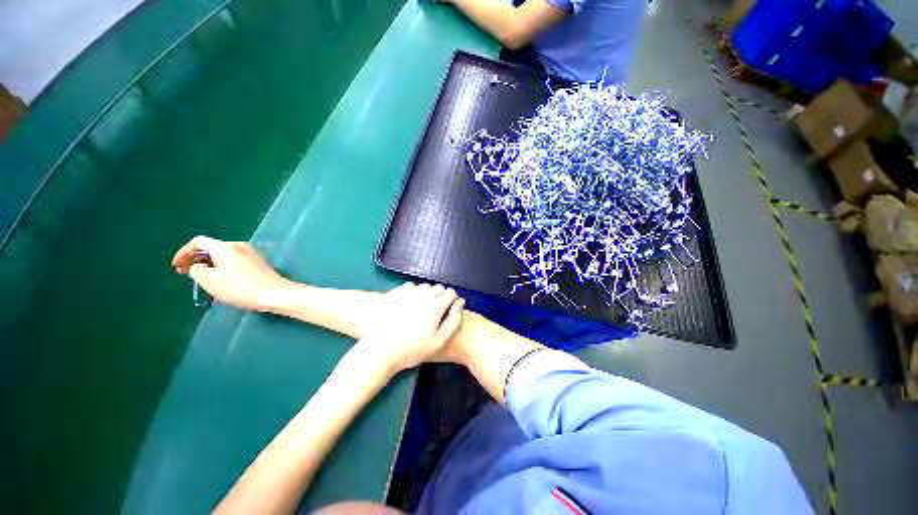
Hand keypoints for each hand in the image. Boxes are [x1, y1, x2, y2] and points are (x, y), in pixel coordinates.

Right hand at [171, 236, 290, 310]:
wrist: (273, 293)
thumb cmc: (239, 287)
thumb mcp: (209, 280)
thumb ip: (197, 270)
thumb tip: (200, 266)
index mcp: (225, 246)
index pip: (199, 242)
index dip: (184, 253)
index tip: (176, 267)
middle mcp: (239, 246)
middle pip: (212, 248)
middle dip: (197, 259)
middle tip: (186, 273)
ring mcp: (252, 254)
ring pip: (224, 256)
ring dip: (210, 265)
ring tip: (202, 279)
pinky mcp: (259, 264)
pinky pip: (234, 262)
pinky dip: (223, 268)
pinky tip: (221, 281)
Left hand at [354, 283, 464, 374]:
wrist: (378, 352)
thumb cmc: (411, 350)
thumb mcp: (439, 342)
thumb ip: (454, 321)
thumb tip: (460, 302)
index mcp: (435, 306)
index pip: (451, 292)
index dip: (452, 301)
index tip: (448, 311)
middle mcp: (422, 295)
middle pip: (438, 288)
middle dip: (440, 297)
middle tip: (434, 313)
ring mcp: (407, 292)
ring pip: (425, 286)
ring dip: (427, 294)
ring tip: (421, 310)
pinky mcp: (394, 292)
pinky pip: (410, 286)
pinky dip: (413, 292)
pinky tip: (409, 305)